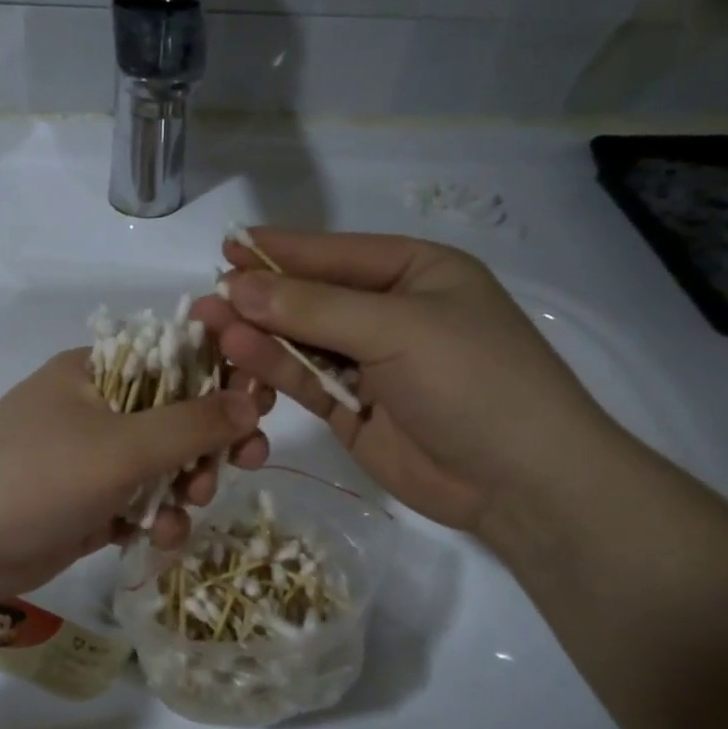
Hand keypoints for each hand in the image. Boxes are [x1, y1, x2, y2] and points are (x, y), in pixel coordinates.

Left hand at [0, 349, 270, 603]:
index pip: (176, 358)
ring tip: (185, 509)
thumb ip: (192, 424)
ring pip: (163, 466)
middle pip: (177, 416)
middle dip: (209, 444)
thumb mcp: (121, 446)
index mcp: (99, 372)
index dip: (223, 377)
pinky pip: (141, 504)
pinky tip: (159, 539)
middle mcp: (98, 408)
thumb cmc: (36, 475)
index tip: (260, 403)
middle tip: (244, 461)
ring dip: (184, 487)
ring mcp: (92, 460)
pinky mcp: (89, 505)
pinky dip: (157, 519)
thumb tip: (252, 400)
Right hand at [193, 229, 617, 536]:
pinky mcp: (352, 408)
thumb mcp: (396, 329)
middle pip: (311, 298)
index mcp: (414, 272)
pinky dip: (273, 370)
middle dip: (261, 298)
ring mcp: (369, 362)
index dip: (280, 251)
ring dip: (259, 335)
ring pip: (300, 341)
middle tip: (207, 299)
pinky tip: (240, 357)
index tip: (227, 247)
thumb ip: (312, 309)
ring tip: (210, 328)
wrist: (520, 482)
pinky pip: (304, 380)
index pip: (334, 253)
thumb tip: (237, 287)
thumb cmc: (472, 380)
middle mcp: (388, 311)